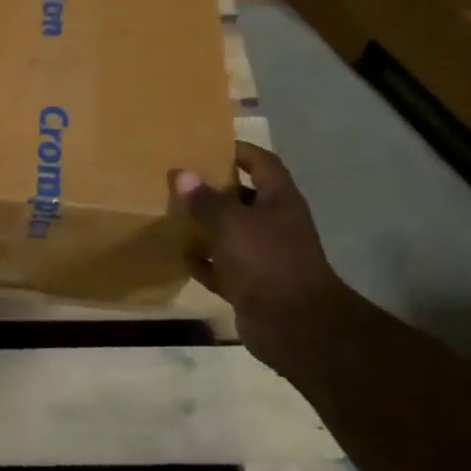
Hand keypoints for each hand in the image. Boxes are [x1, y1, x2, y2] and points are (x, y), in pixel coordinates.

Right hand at [174, 141, 346, 369]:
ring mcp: (265, 257)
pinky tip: (182, 255)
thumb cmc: (266, 260)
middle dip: (215, 189)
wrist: (295, 326)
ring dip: (207, 226)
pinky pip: (224, 267)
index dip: (239, 150)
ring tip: (175, 213)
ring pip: (232, 234)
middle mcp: (275, 224)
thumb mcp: (230, 222)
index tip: (208, 144)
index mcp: (279, 200)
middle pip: (244, 198)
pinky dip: (205, 262)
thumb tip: (181, 174)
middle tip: (182, 179)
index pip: (261, 163)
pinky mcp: (252, 286)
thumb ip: (204, 200)